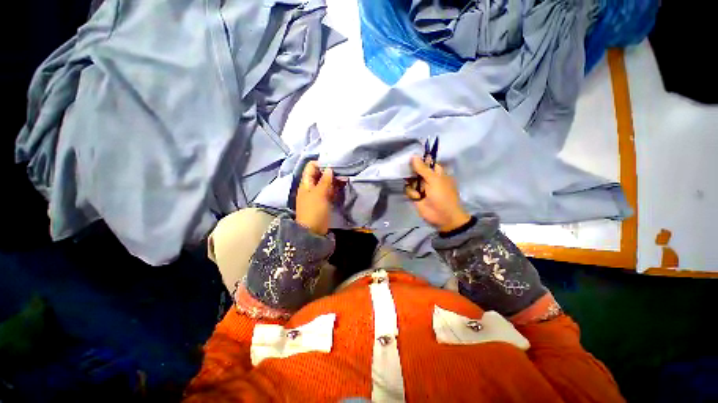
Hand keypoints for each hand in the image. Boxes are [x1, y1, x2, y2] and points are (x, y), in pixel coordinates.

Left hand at [296, 161, 338, 234]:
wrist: (313, 231)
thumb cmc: (314, 210)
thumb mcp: (319, 194)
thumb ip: (325, 180)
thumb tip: (329, 169)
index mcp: (306, 183)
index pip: (311, 167)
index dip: (321, 163)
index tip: (333, 164)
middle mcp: (311, 186)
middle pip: (319, 174)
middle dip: (330, 172)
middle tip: (342, 171)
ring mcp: (317, 194)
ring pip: (326, 183)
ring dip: (334, 180)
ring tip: (344, 178)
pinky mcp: (323, 201)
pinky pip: (329, 191)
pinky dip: (335, 188)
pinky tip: (343, 186)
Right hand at [405, 156, 470, 232]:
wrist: (443, 216)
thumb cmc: (442, 196)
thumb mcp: (434, 180)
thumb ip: (423, 168)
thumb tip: (413, 156)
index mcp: (436, 172)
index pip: (426, 162)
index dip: (418, 159)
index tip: (410, 157)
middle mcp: (427, 178)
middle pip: (415, 170)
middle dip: (411, 171)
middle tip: (407, 171)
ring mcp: (421, 187)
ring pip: (409, 180)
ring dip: (412, 184)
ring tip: (417, 190)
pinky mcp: (415, 196)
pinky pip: (408, 190)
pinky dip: (411, 193)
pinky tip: (416, 197)